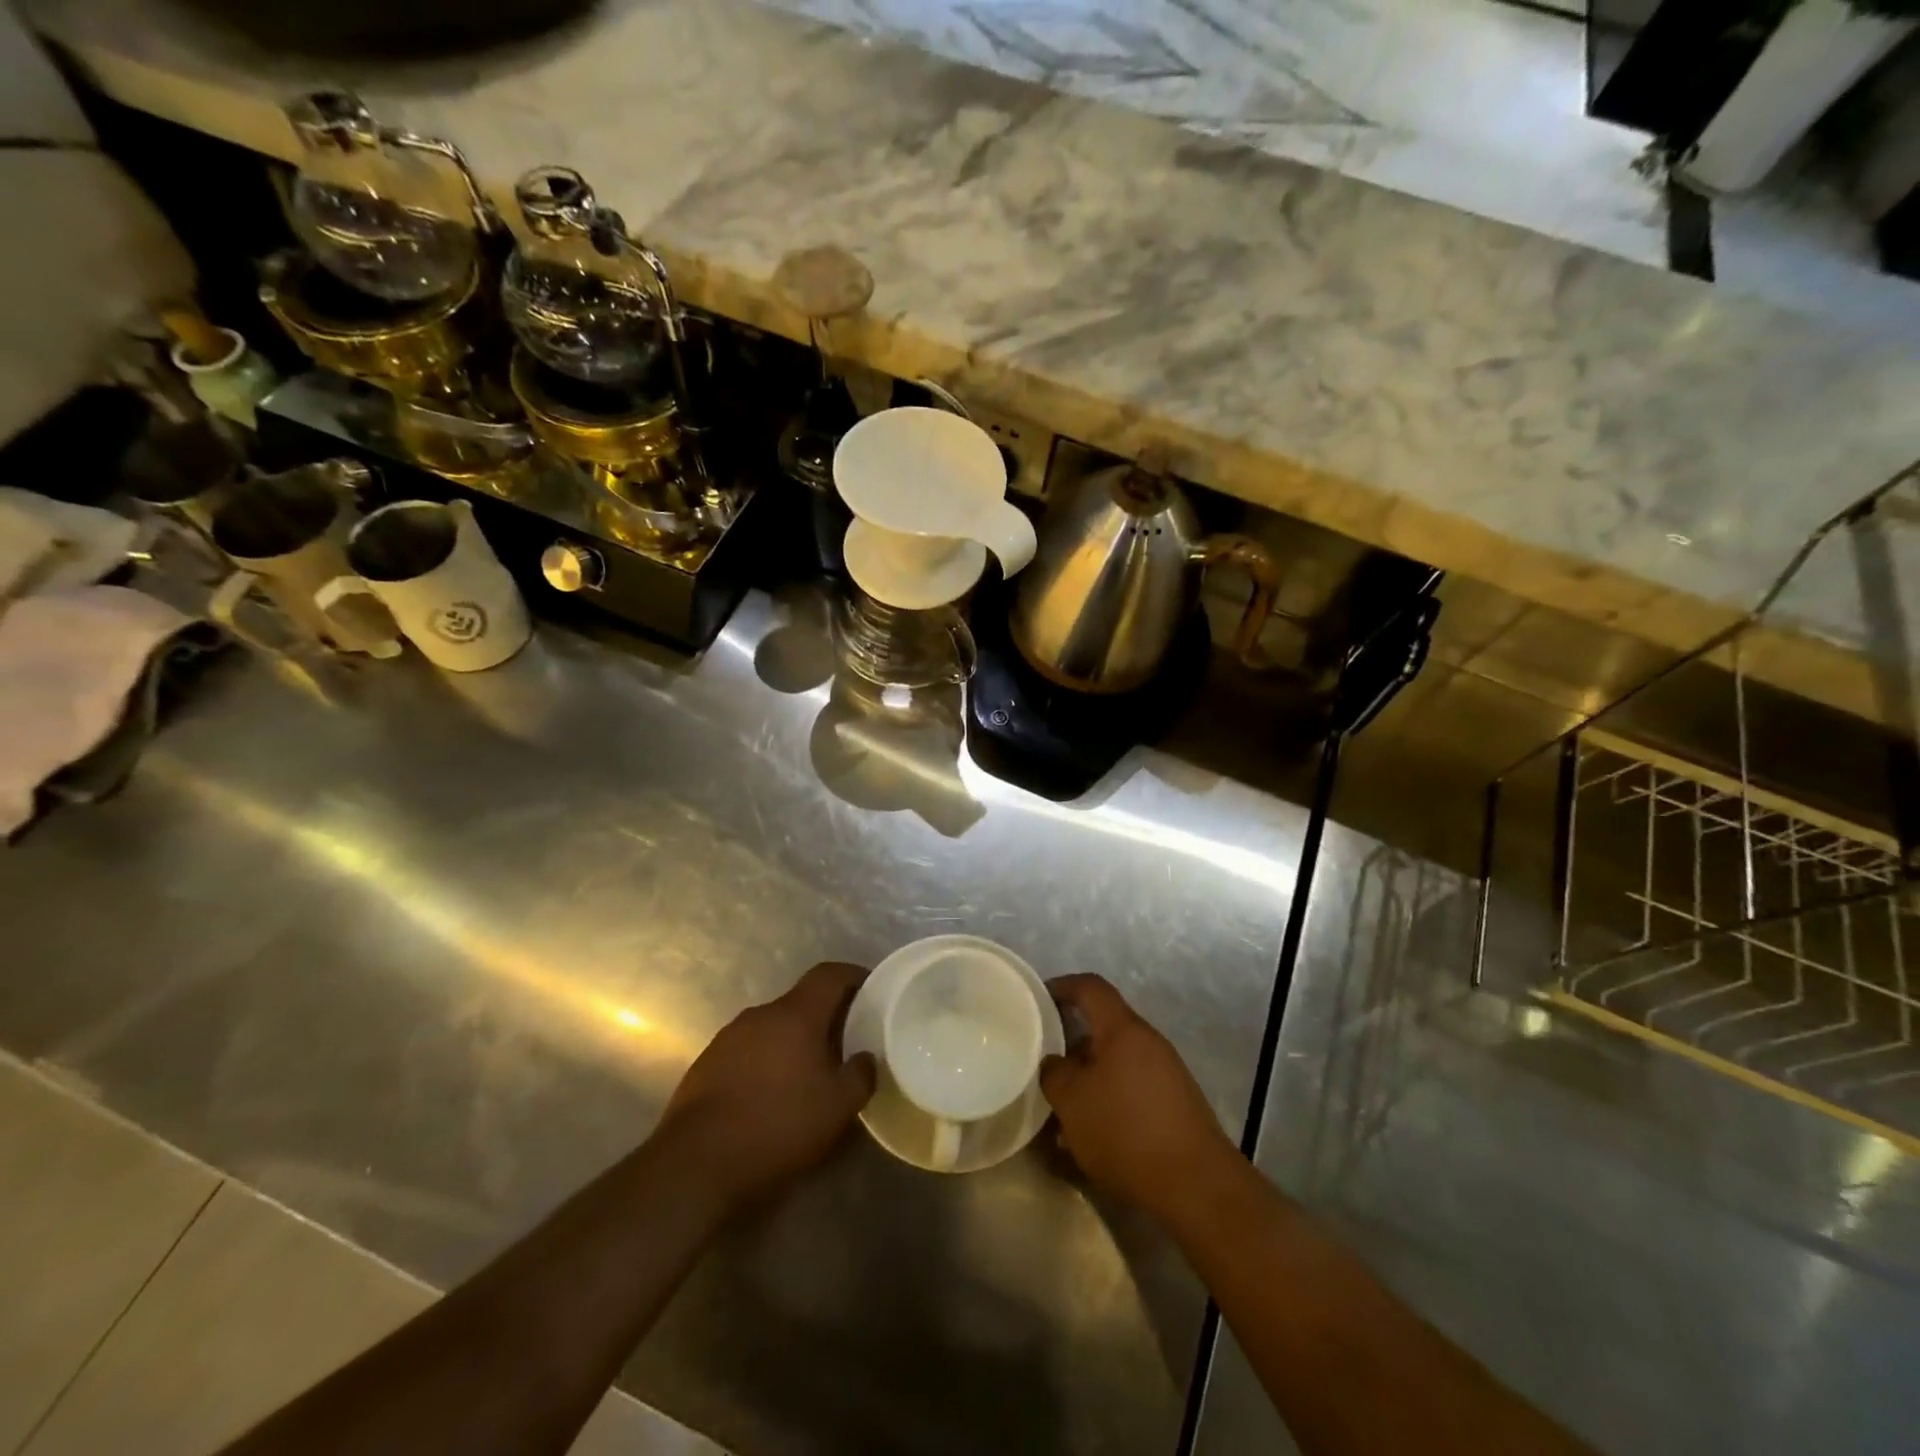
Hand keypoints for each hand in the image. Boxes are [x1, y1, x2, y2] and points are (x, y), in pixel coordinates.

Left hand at [655, 962, 875, 1210]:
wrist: (694, 1165)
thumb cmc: (777, 1126)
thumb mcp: (837, 1108)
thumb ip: (860, 1075)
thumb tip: (865, 1059)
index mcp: (795, 1014)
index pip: (829, 974)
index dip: (854, 976)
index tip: (873, 989)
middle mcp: (760, 1015)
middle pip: (800, 1002)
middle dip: (824, 1017)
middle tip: (846, 1042)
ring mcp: (727, 1039)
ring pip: (772, 1029)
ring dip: (792, 1043)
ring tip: (808, 1074)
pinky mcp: (705, 1066)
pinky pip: (747, 1052)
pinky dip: (765, 1064)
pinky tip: (770, 1097)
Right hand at [1041, 974, 1239, 1224]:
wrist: (1197, 1186)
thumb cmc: (1126, 1131)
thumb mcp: (1072, 1102)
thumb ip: (1055, 1073)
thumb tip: (1055, 1063)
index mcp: (1123, 1030)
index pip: (1091, 987)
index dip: (1063, 986)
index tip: (1038, 999)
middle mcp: (1149, 1043)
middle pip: (1103, 1029)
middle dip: (1071, 1047)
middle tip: (1046, 1068)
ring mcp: (1167, 1075)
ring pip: (1116, 1065)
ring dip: (1088, 1082)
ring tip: (1062, 1114)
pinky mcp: (1176, 1107)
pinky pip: (1132, 1091)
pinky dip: (1109, 1103)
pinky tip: (1092, 1140)